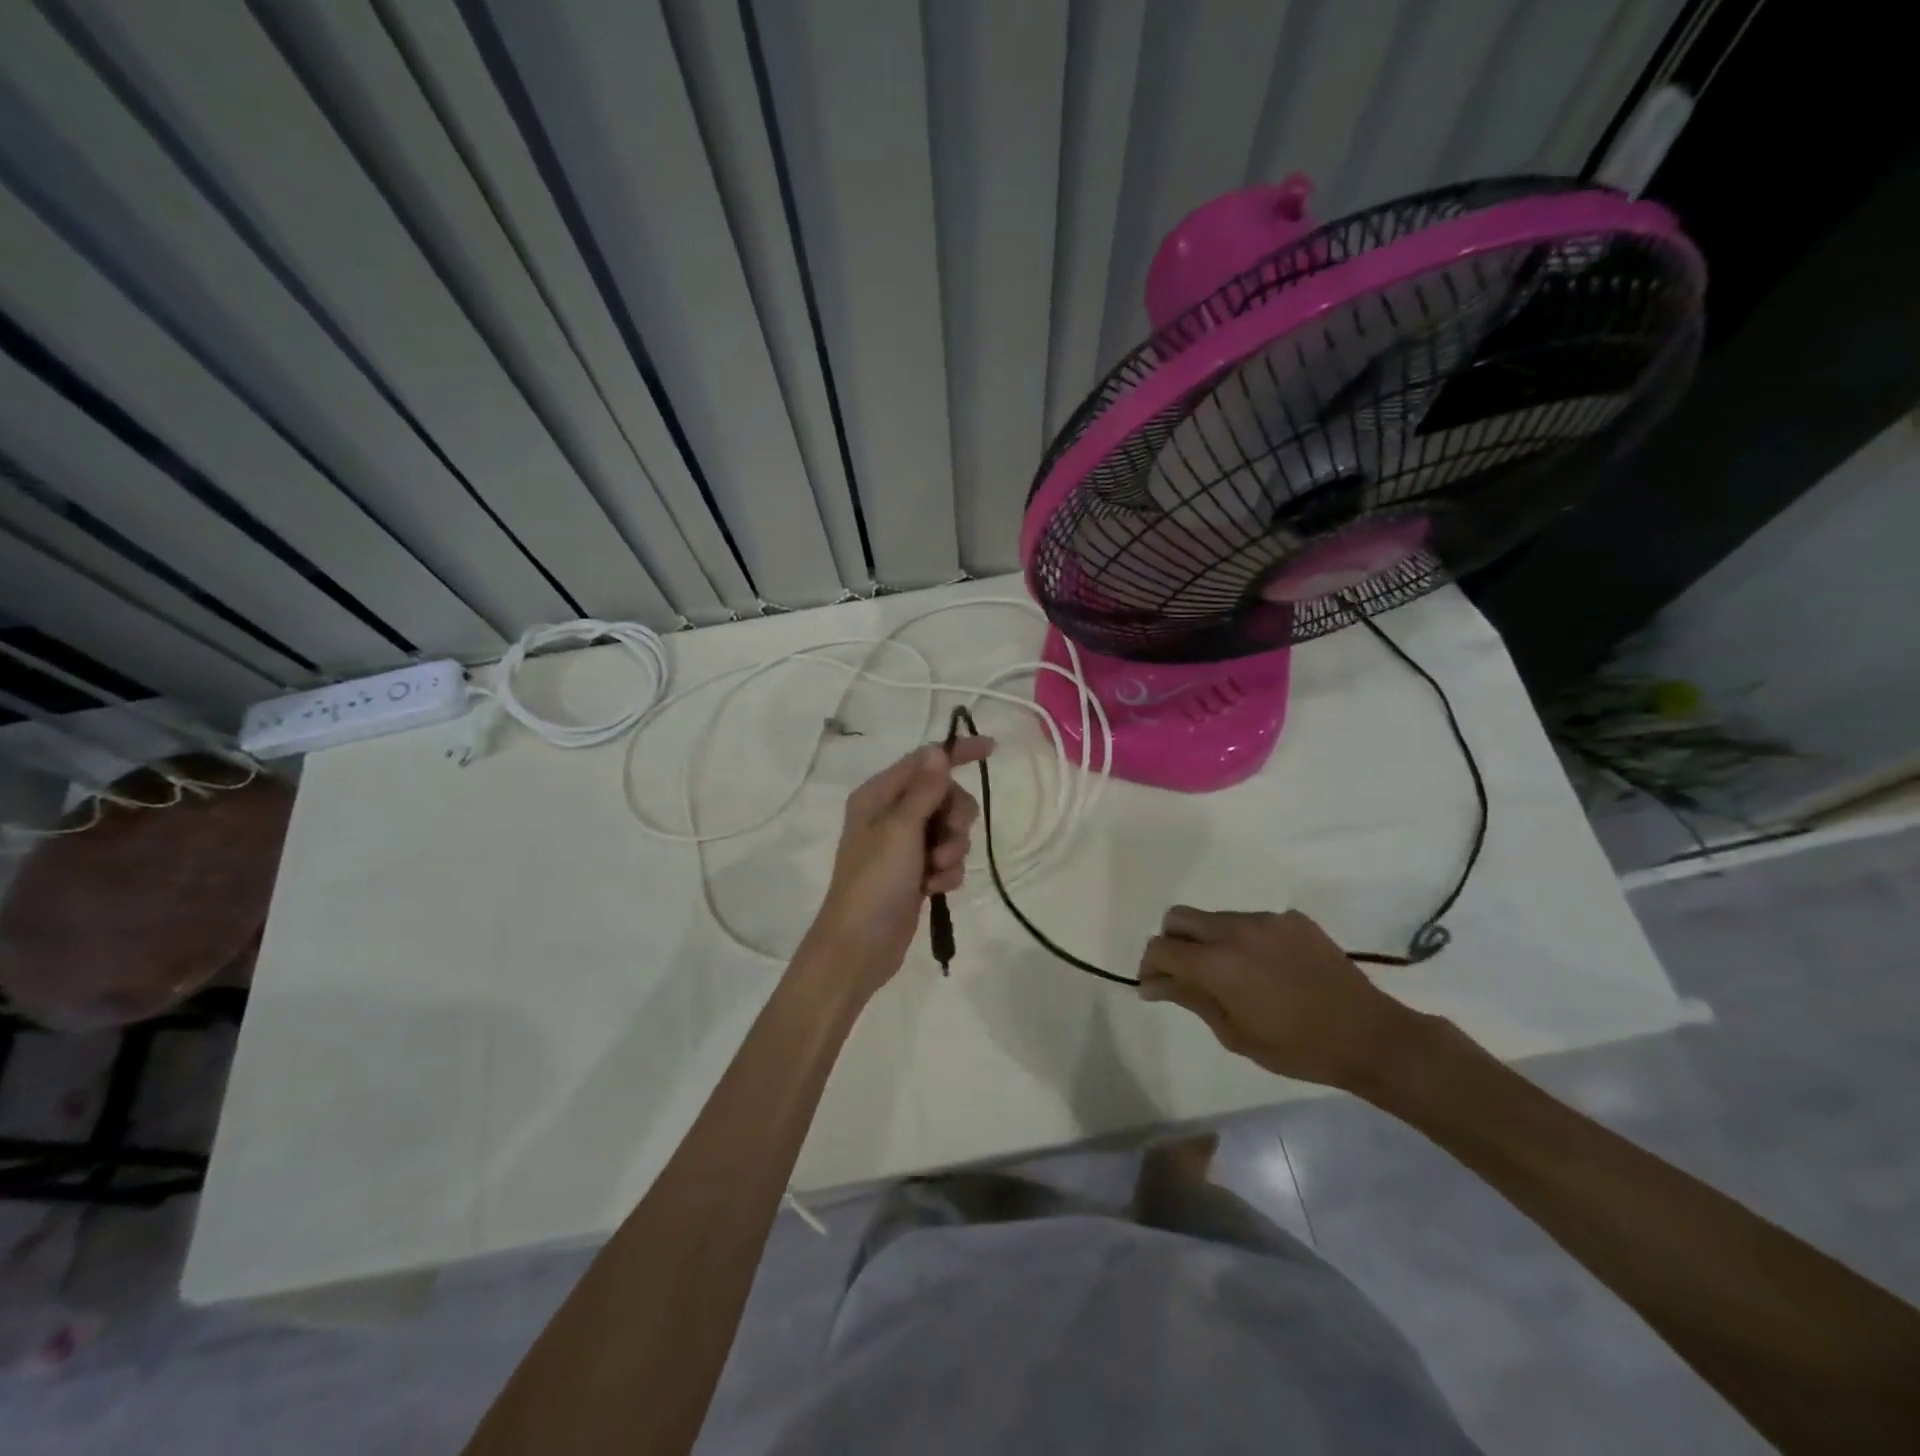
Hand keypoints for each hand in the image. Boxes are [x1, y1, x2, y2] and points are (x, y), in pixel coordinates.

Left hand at [801, 738, 993, 996]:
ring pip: (951, 829)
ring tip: (935, 872)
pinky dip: (946, 872)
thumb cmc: (874, 882)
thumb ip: (924, 790)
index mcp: (879, 795)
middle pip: (945, 796)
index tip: (992, 750)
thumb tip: (938, 751)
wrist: (859, 947)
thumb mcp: (900, 830)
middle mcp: (891, 814)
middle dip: (955, 818)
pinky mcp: (917, 872)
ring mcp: (904, 845)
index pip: (925, 760)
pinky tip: (934, 890)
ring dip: (952, 850)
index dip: (957, 753)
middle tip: (945, 840)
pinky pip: (948, 859)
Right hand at [1137, 907, 1423, 1090]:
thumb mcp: (1235, 1033)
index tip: (1154, 987)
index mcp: (1217, 963)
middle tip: (1183, 973)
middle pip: (1179, 917)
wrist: (1369, 1035)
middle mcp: (1235, 930)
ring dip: (1209, 940)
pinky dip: (1245, 941)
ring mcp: (1266, 919)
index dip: (1149, 966)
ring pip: (1215, 918)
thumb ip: (1191, 998)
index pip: (1161, 948)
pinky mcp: (1292, 919)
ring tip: (1232, 974)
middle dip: (1171, 942)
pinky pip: (1252, 922)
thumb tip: (1153, 983)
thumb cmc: (1297, 1047)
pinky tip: (1267, 969)